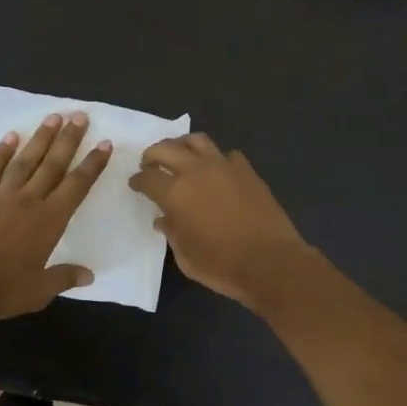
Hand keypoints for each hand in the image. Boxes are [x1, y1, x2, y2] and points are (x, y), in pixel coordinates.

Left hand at [0, 113, 111, 319]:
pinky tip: (10, 137)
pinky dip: (0, 152)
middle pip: (53, 164)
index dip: (92, 164)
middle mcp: (28, 201)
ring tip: (53, 117)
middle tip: (80, 115)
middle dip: (69, 139)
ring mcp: (0, 196)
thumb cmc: (1, 289)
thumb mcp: (39, 291)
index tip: (104, 143)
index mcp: (49, 221)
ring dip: (40, 138)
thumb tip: (89, 275)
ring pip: (25, 160)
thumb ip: (64, 278)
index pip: (77, 186)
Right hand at [128, 133, 312, 309]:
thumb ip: (171, 232)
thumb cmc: (221, 265)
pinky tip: (216, 172)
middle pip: (166, 148)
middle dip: (153, 154)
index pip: (147, 177)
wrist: (270, 262)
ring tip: (180, 158)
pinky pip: (226, 155)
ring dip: (182, 146)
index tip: (135, 184)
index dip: (137, 180)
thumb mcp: (185, 256)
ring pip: (197, 140)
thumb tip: (164, 219)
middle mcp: (196, 171)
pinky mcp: (247, 171)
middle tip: (150, 165)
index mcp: (175, 193)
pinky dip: (216, 160)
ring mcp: (224, 167)